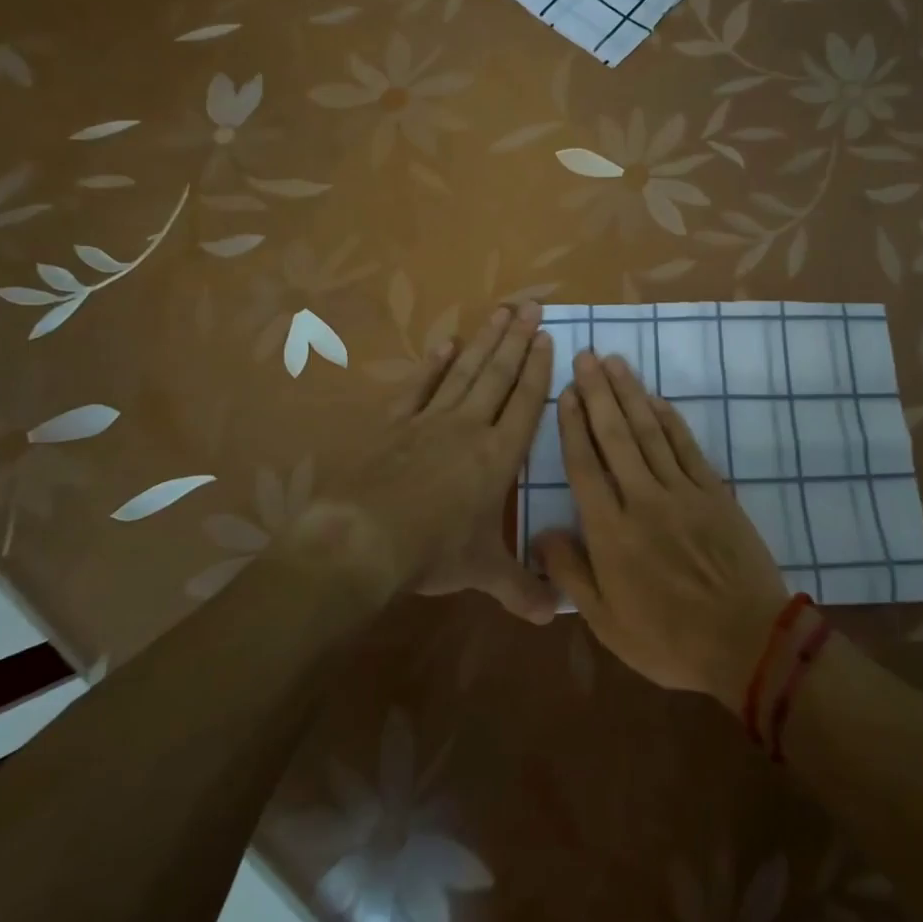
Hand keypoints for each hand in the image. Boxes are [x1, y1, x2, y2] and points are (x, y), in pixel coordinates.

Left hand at [335, 301, 558, 623]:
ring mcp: (431, 421)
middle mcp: (470, 428)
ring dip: (484, 341)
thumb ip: (520, 588)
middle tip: (531, 305)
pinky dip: (434, 365)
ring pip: (465, 372)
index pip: (526, 403)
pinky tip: (445, 345)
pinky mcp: (396, 425)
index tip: (548, 337)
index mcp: (499, 456)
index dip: (538, 369)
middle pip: (499, 374)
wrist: (366, 538)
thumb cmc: (434, 552)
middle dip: (517, 339)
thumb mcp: (483, 572)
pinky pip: (420, 388)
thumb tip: (555, 616)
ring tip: (500, 311)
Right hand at [536, 351, 789, 708]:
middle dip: (598, 393)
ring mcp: (682, 492)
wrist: (747, 643)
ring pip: (649, 432)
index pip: (584, 466)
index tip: (564, 393)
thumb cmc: (669, 640)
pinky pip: (686, 447)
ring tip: (614, 363)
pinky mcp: (714, 492)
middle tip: (585, 356)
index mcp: (611, 531)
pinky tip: (656, 400)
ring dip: (630, 394)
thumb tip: (541, 533)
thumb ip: (571, 573)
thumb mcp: (607, 622)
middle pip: (615, 436)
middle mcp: (643, 499)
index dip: (572, 426)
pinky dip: (669, 420)